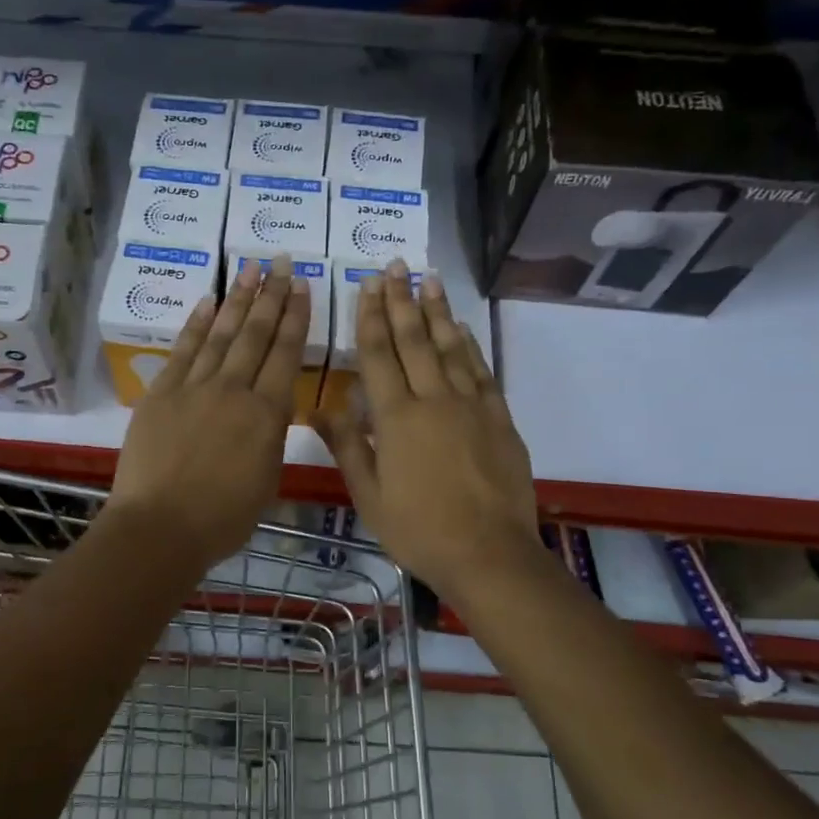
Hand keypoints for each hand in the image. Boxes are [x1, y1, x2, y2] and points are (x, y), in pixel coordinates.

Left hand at [106, 254, 308, 570]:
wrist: (161, 526)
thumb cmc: (223, 517)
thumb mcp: (267, 479)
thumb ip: (270, 437)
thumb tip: (268, 412)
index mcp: (267, 414)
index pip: (286, 354)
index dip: (296, 318)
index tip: (303, 287)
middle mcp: (234, 390)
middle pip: (256, 334)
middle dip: (272, 295)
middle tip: (282, 262)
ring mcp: (194, 387)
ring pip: (221, 334)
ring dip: (238, 300)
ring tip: (250, 269)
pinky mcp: (161, 393)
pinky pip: (183, 351)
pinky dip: (195, 324)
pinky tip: (207, 301)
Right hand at [311, 260, 540, 602]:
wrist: (488, 553)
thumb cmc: (418, 529)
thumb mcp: (368, 495)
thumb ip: (347, 446)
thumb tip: (320, 408)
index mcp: (396, 418)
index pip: (378, 355)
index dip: (370, 317)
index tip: (367, 285)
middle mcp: (433, 400)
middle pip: (414, 340)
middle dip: (401, 301)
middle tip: (395, 266)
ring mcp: (471, 406)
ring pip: (451, 347)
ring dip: (437, 311)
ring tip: (429, 279)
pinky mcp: (498, 419)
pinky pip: (481, 371)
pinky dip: (470, 346)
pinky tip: (462, 329)